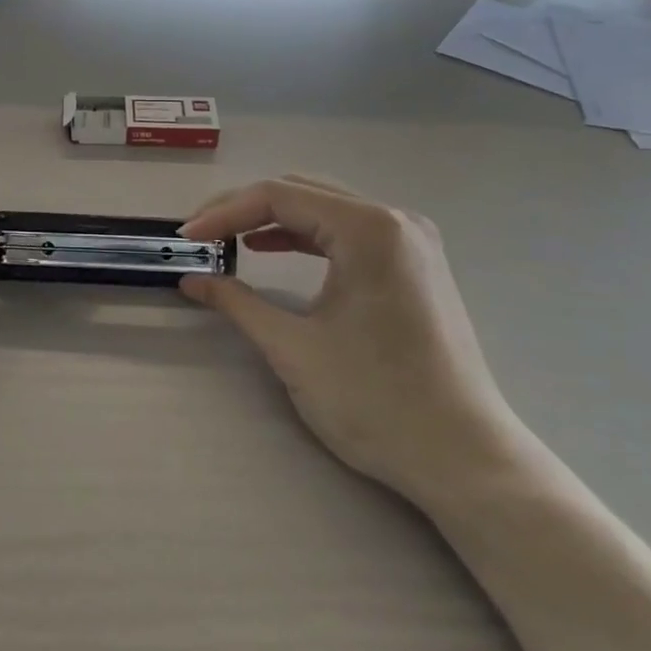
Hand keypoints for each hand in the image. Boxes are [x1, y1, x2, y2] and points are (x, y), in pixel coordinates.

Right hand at [179, 175, 529, 507]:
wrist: (465, 459)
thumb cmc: (377, 402)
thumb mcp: (294, 349)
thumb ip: (237, 303)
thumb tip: (192, 280)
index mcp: (368, 229)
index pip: (278, 197)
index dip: (223, 213)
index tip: (186, 238)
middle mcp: (394, 220)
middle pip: (302, 192)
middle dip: (243, 208)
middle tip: (200, 235)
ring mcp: (410, 242)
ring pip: (324, 208)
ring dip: (272, 219)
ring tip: (225, 239)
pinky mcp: (413, 265)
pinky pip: (346, 232)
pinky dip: (303, 236)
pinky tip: (271, 248)